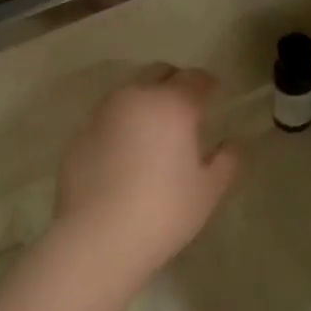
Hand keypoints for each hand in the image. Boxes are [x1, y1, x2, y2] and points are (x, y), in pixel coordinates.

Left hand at [54, 67, 241, 276]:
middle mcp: (134, 98)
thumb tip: (232, 143)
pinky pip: (106, 119)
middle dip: (174, 83)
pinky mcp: (78, 136)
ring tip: (153, 128)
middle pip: (157, 73)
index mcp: (172, 104)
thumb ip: (227, 160)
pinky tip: (124, 152)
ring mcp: (101, 114)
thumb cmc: (164, 211)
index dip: (208, 84)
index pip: (195, 78)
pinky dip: (120, 124)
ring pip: (128, 92)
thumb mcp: (208, 190)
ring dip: (144, 100)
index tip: (214, 95)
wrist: (97, 237)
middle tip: (185, 107)